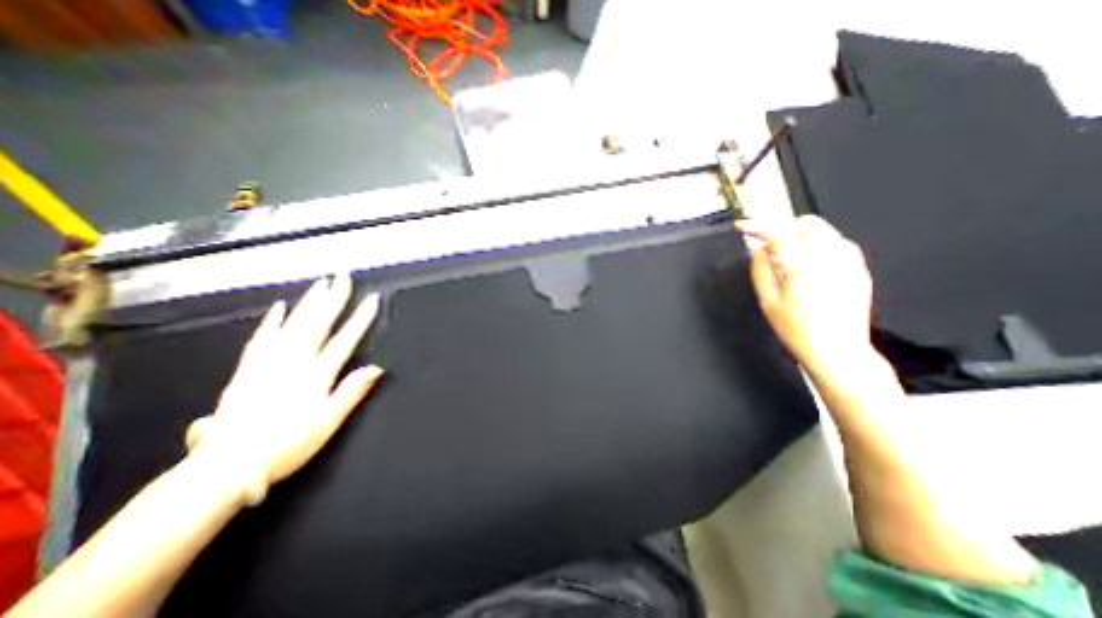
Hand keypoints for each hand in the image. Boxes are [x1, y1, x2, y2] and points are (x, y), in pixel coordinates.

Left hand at [183, 275, 384, 506]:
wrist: (225, 469)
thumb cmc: (287, 446)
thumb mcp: (328, 422)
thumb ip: (352, 391)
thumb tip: (376, 367)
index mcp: (315, 375)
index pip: (345, 339)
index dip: (360, 318)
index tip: (372, 298)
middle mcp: (292, 362)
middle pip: (317, 324)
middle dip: (333, 298)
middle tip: (343, 277)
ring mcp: (266, 364)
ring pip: (290, 325)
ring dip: (307, 302)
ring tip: (319, 284)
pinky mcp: (246, 370)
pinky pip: (260, 338)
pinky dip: (271, 321)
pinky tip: (279, 307)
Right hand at [744, 218, 874, 376]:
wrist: (836, 349)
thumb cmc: (797, 329)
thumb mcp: (767, 301)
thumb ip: (760, 270)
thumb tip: (757, 249)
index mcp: (803, 267)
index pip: (778, 233)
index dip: (758, 227)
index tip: (745, 227)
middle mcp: (830, 259)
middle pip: (806, 224)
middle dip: (783, 226)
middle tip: (768, 240)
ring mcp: (849, 262)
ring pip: (824, 230)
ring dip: (801, 233)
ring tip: (787, 252)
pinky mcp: (859, 269)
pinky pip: (839, 243)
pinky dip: (820, 243)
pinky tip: (810, 260)